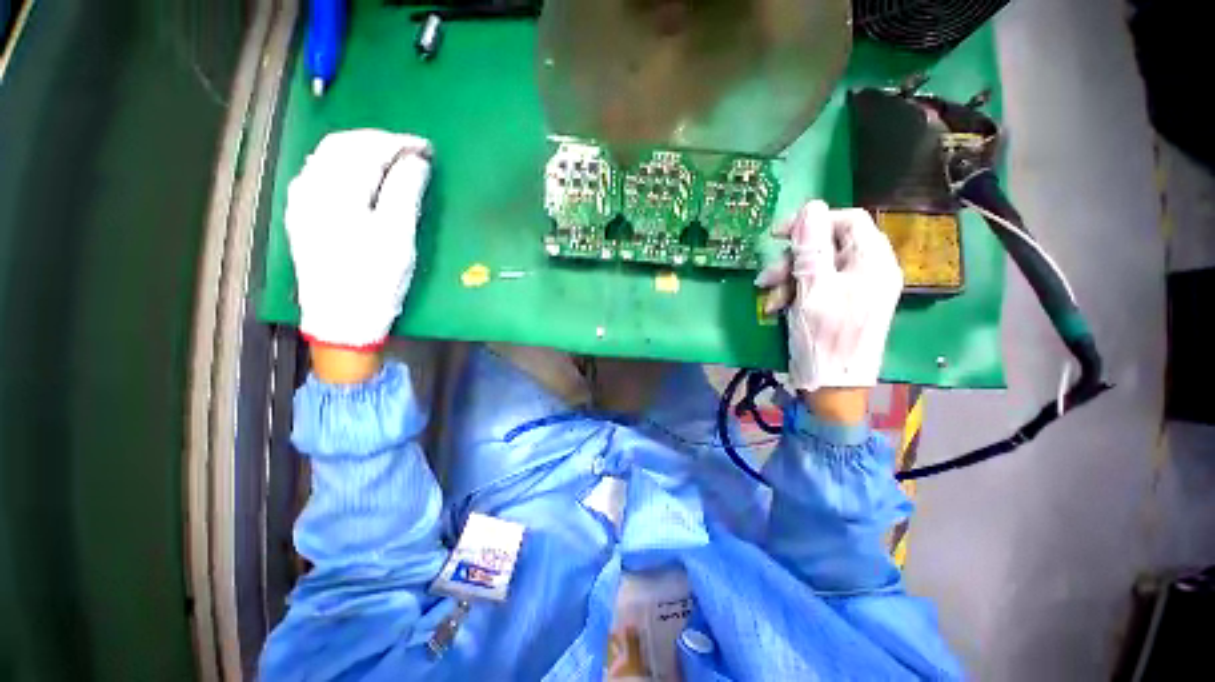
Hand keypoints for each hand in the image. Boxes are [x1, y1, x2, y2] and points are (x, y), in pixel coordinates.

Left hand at [286, 129, 432, 349]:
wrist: (342, 319)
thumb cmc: (376, 281)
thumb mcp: (399, 238)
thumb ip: (405, 193)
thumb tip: (416, 161)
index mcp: (338, 193)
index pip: (368, 149)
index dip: (399, 142)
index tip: (426, 147)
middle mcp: (311, 188)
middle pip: (342, 144)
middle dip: (379, 140)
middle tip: (411, 150)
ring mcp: (301, 201)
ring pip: (327, 155)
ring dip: (360, 148)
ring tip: (390, 157)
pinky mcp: (301, 215)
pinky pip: (318, 172)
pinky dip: (342, 162)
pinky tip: (359, 172)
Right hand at [756, 201, 902, 409]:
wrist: (833, 388)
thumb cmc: (825, 339)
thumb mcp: (813, 291)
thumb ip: (811, 248)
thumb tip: (810, 207)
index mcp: (873, 262)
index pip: (848, 220)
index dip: (813, 221)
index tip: (778, 235)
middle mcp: (868, 270)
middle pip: (827, 245)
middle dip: (792, 259)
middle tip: (766, 277)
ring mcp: (854, 289)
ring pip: (816, 266)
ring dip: (787, 279)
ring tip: (769, 300)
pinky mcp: (839, 304)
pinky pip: (814, 286)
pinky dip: (792, 294)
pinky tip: (777, 309)